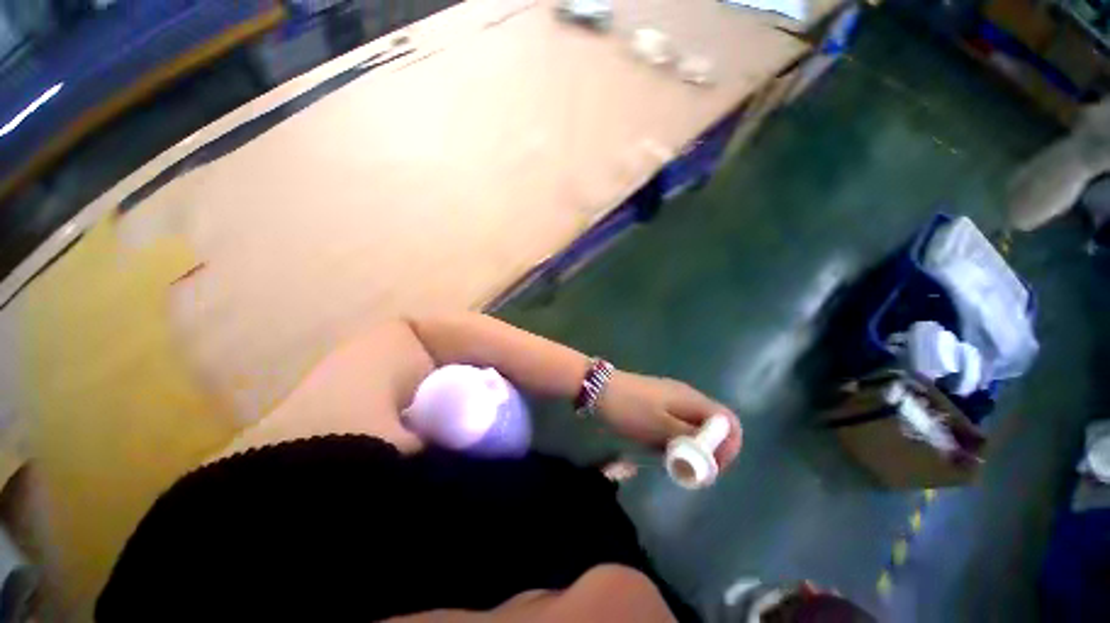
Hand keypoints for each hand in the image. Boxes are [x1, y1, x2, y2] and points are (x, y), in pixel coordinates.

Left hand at [596, 371, 741, 469]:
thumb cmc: (629, 409)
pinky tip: (655, 447)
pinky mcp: (655, 404)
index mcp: (691, 399)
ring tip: (667, 459)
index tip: (710, 468)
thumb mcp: (660, 427)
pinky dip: (671, 439)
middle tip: (686, 468)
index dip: (727, 447)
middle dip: (704, 451)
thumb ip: (690, 440)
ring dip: (686, 447)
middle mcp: (685, 396)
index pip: (728, 422)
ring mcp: (669, 399)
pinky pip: (673, 425)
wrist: (597, 389)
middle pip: (710, 426)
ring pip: (691, 428)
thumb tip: (714, 454)